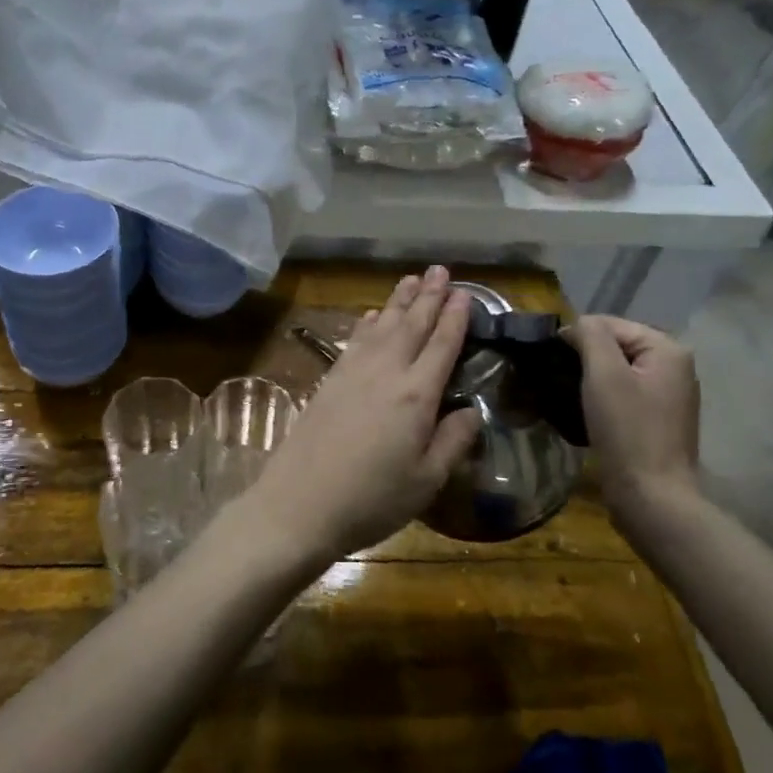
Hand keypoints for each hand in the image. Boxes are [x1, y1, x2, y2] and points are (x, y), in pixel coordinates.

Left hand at [244, 267, 482, 566]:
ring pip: (382, 326)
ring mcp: (353, 373)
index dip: (455, 318)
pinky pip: (356, 340)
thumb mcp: (426, 481)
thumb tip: (472, 411)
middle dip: (428, 296)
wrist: (299, 503)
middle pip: (411, 325)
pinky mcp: (329, 381)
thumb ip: (453, 442)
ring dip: (398, 301)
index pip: (442, 345)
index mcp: (416, 395)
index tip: (464, 293)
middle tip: (440, 270)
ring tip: (411, 279)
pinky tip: (373, 315)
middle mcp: (386, 372)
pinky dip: (368, 323)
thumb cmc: (371, 499)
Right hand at [565, 315, 700, 519]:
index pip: (611, 324)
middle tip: (557, 377)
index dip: (578, 336)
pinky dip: (603, 397)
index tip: (550, 359)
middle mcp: (676, 367)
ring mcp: (670, 396)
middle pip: (617, 346)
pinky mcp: (659, 421)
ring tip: (568, 394)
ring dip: (592, 379)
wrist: (651, 496)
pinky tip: (586, 412)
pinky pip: (625, 394)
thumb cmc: (627, 431)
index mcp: (668, 350)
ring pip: (619, 371)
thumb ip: (591, 336)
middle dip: (586, 357)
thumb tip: (577, 324)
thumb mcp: (604, 374)